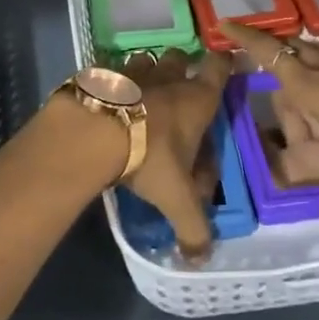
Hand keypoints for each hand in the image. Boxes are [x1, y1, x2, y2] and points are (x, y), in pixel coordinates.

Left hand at [117, 48, 230, 261]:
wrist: (95, 132)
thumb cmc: (150, 157)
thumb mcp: (176, 198)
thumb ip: (193, 229)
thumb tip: (200, 260)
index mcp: (196, 100)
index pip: (219, 68)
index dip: (223, 64)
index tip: (223, 67)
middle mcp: (168, 78)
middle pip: (179, 59)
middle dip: (180, 69)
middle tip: (175, 93)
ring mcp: (132, 71)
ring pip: (145, 60)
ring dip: (144, 73)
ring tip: (138, 96)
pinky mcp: (101, 74)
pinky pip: (109, 71)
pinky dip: (109, 82)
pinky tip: (104, 101)